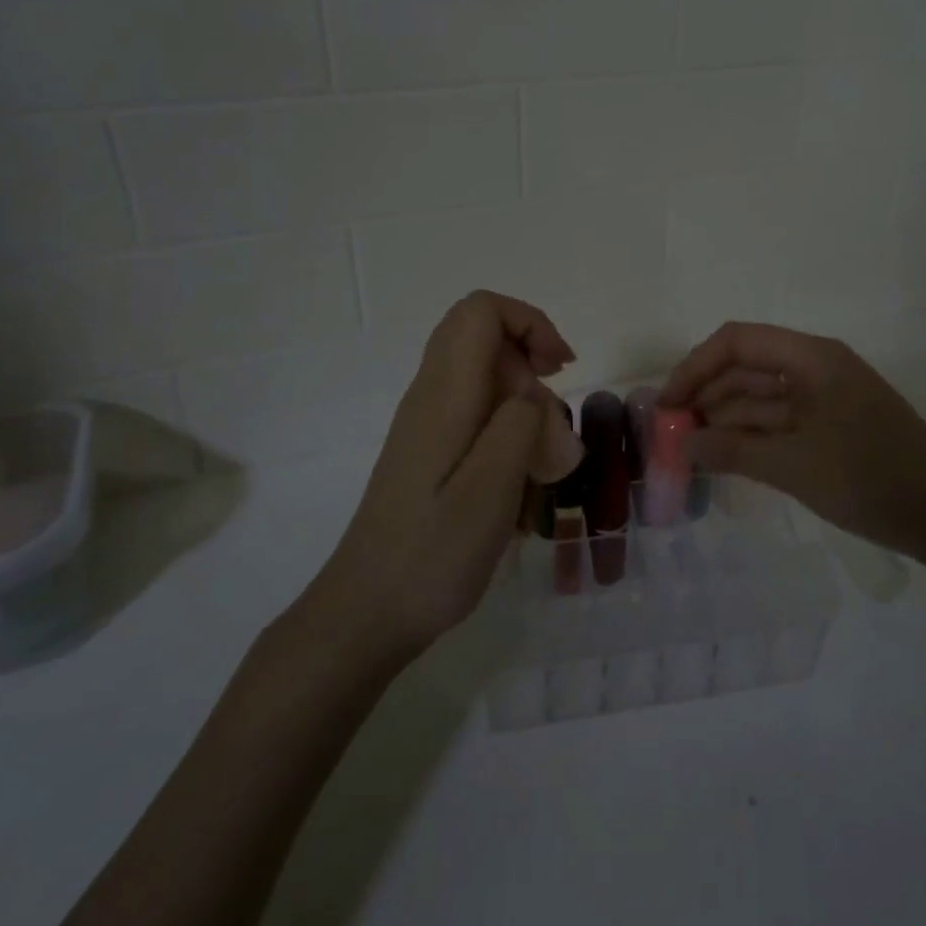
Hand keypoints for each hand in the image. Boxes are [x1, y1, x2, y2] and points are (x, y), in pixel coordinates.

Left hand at [313, 292, 574, 658]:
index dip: (530, 323)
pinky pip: (478, 418)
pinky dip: (509, 437)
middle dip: (532, 369)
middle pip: (485, 339)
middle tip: (553, 428)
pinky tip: (518, 488)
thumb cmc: (432, 555)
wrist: (365, 613)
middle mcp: (430, 397)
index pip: (481, 311)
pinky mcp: (430, 453)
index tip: (559, 370)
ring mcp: (427, 425)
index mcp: (444, 395)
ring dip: (525, 410)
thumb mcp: (491, 489)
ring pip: (486, 381)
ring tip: (540, 469)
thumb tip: (533, 394)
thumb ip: (520, 425)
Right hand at [660, 322, 925, 561]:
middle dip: (705, 395)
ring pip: (760, 397)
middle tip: (670, 432)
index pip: (737, 342)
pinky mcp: (830, 426)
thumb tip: (682, 445)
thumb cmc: (870, 478)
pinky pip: (778, 421)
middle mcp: (815, 368)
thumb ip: (732, 451)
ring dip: (724, 419)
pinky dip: (749, 436)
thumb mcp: (794, 465)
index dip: (695, 367)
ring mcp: (824, 398)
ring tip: (688, 450)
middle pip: (746, 368)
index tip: (666, 404)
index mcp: (811, 357)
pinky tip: (722, 457)